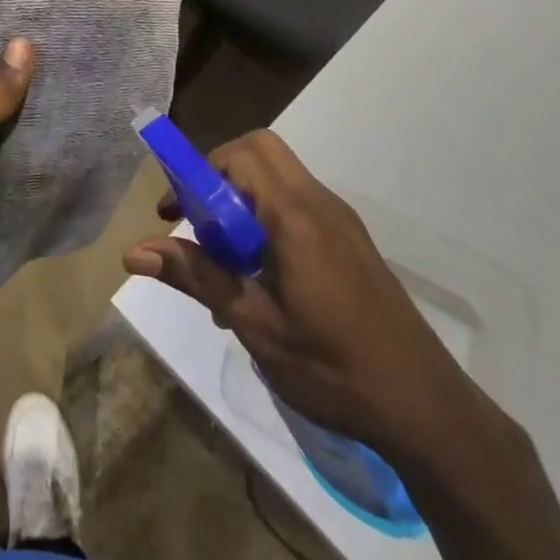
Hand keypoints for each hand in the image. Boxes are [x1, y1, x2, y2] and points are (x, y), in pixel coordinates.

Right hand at [124, 130, 486, 466]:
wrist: (425, 407)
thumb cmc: (333, 369)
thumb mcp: (255, 325)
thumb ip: (198, 277)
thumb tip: (133, 252)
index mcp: (294, 217)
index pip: (239, 155)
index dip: (196, 173)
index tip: (172, 216)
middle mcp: (319, 204)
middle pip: (260, 152)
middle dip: (218, 175)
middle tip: (197, 224)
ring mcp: (340, 221)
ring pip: (279, 178)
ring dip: (241, 200)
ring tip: (224, 262)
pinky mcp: (350, 241)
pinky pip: (298, 205)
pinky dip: (266, 218)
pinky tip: (260, 280)